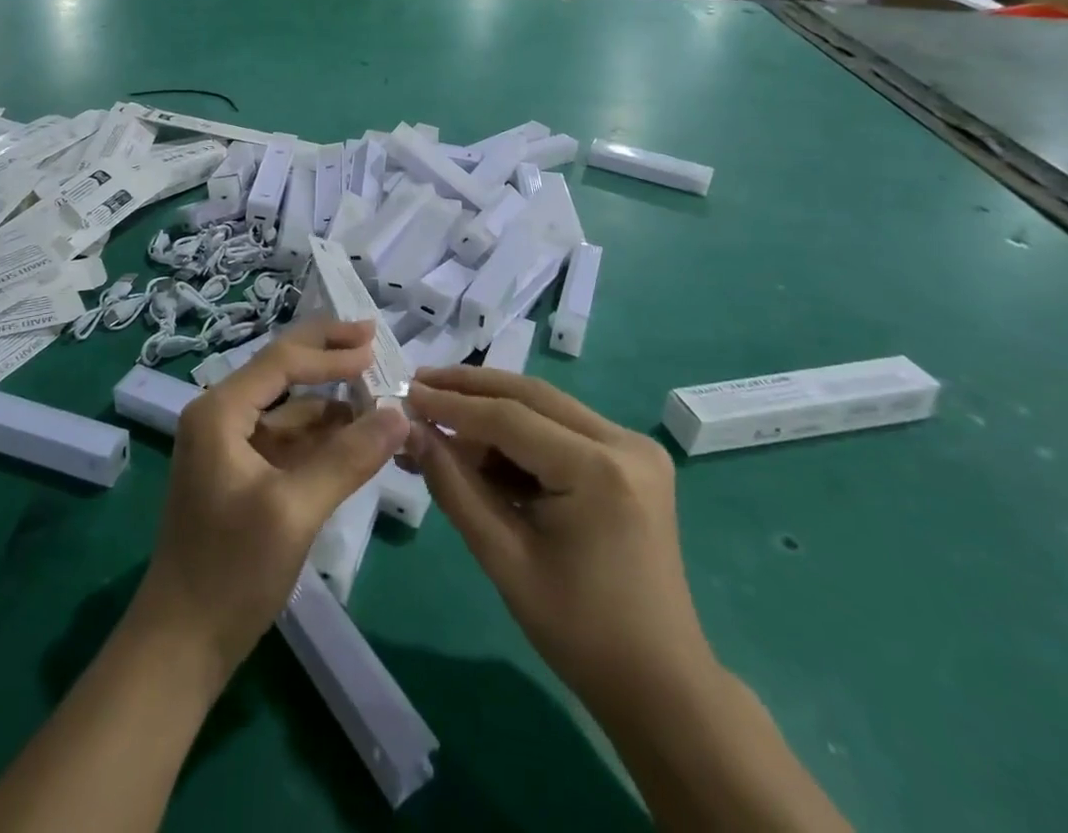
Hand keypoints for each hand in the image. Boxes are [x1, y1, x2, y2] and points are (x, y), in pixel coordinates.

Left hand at [133, 321, 409, 684]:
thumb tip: (399, 413)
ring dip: (330, 399)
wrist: (181, 645)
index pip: (283, 361)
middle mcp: (220, 416)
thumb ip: (348, 458)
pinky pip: (287, 440)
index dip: (331, 351)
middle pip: (281, 370)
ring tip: (376, 391)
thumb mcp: (294, 510)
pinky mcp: (242, 475)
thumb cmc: (230, 571)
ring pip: (288, 407)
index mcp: (220, 411)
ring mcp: (229, 447)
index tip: (377, 346)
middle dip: (326, 354)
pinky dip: (321, 434)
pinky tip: (354, 434)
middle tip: (372, 336)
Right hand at [405, 366, 711, 705]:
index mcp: (599, 470)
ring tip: (438, 411)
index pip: (510, 418)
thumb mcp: (504, 559)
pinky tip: (479, 441)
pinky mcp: (630, 460)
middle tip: (419, 382)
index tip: (407, 394)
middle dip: (470, 388)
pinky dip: (519, 432)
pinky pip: (562, 429)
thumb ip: (454, 487)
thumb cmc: (580, 632)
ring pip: (546, 407)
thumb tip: (412, 433)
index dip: (453, 405)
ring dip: (492, 407)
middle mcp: (624, 442)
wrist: (660, 685)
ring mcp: (633, 448)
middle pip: (531, 396)